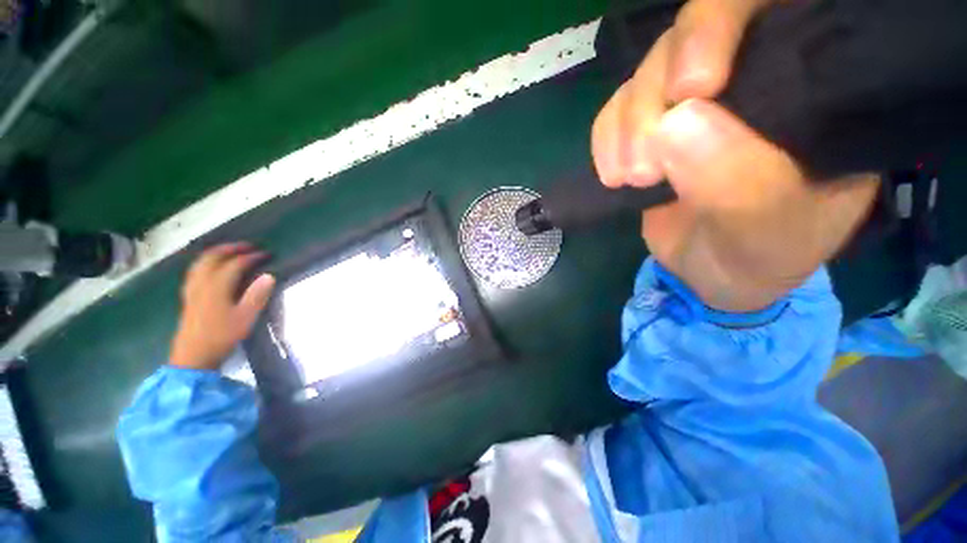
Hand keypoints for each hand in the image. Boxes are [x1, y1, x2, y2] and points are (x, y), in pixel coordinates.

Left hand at [170, 243, 275, 370]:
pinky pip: (195, 271)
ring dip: (216, 253)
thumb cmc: (222, 336)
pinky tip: (211, 269)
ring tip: (230, 252)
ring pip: (200, 263)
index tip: (267, 254)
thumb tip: (269, 275)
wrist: (193, 356)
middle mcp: (201, 283)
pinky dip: (205, 263)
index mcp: (216, 286)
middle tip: (248, 246)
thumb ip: (257, 295)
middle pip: (213, 257)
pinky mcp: (188, 297)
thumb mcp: (245, 317)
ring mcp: (192, 289)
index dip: (251, 257)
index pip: (235, 264)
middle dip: (231, 248)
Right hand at [592, 0, 879, 312]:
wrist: (714, 273)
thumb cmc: (759, 258)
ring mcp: (696, 102)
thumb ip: (740, 185)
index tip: (693, 87)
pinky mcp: (653, 127)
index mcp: (817, 91)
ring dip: (627, 124)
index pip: (780, 10)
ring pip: (649, 69)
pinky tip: (612, 174)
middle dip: (659, 89)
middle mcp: (756, 77)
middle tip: (646, 159)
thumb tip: (674, 123)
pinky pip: (617, 109)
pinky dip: (606, 137)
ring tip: (631, 178)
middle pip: (696, 29)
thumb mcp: (768, 235)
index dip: (726, 23)